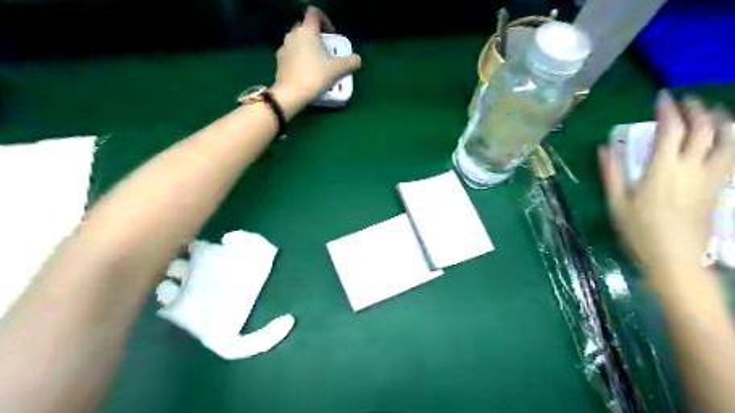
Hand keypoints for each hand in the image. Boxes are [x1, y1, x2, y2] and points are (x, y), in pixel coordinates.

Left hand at [269, 7, 360, 118]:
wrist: (291, 94)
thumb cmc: (315, 76)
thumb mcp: (337, 70)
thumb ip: (350, 62)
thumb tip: (357, 59)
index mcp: (307, 31)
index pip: (315, 14)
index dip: (325, 21)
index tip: (332, 36)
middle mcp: (293, 34)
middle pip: (306, 28)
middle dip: (317, 37)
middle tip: (327, 52)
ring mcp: (284, 47)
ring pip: (298, 42)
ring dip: (308, 49)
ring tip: (317, 64)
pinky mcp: (279, 60)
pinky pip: (292, 54)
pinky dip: (300, 59)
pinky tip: (307, 73)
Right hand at [599, 92, 730, 275]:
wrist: (675, 257)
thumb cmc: (640, 230)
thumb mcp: (617, 202)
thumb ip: (612, 171)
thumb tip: (604, 147)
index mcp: (662, 170)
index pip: (671, 129)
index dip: (667, 109)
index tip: (661, 97)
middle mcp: (692, 167)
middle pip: (703, 128)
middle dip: (695, 109)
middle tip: (685, 100)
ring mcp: (711, 176)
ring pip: (727, 138)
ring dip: (720, 120)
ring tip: (711, 111)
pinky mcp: (720, 186)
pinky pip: (733, 155)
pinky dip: (731, 139)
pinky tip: (726, 137)